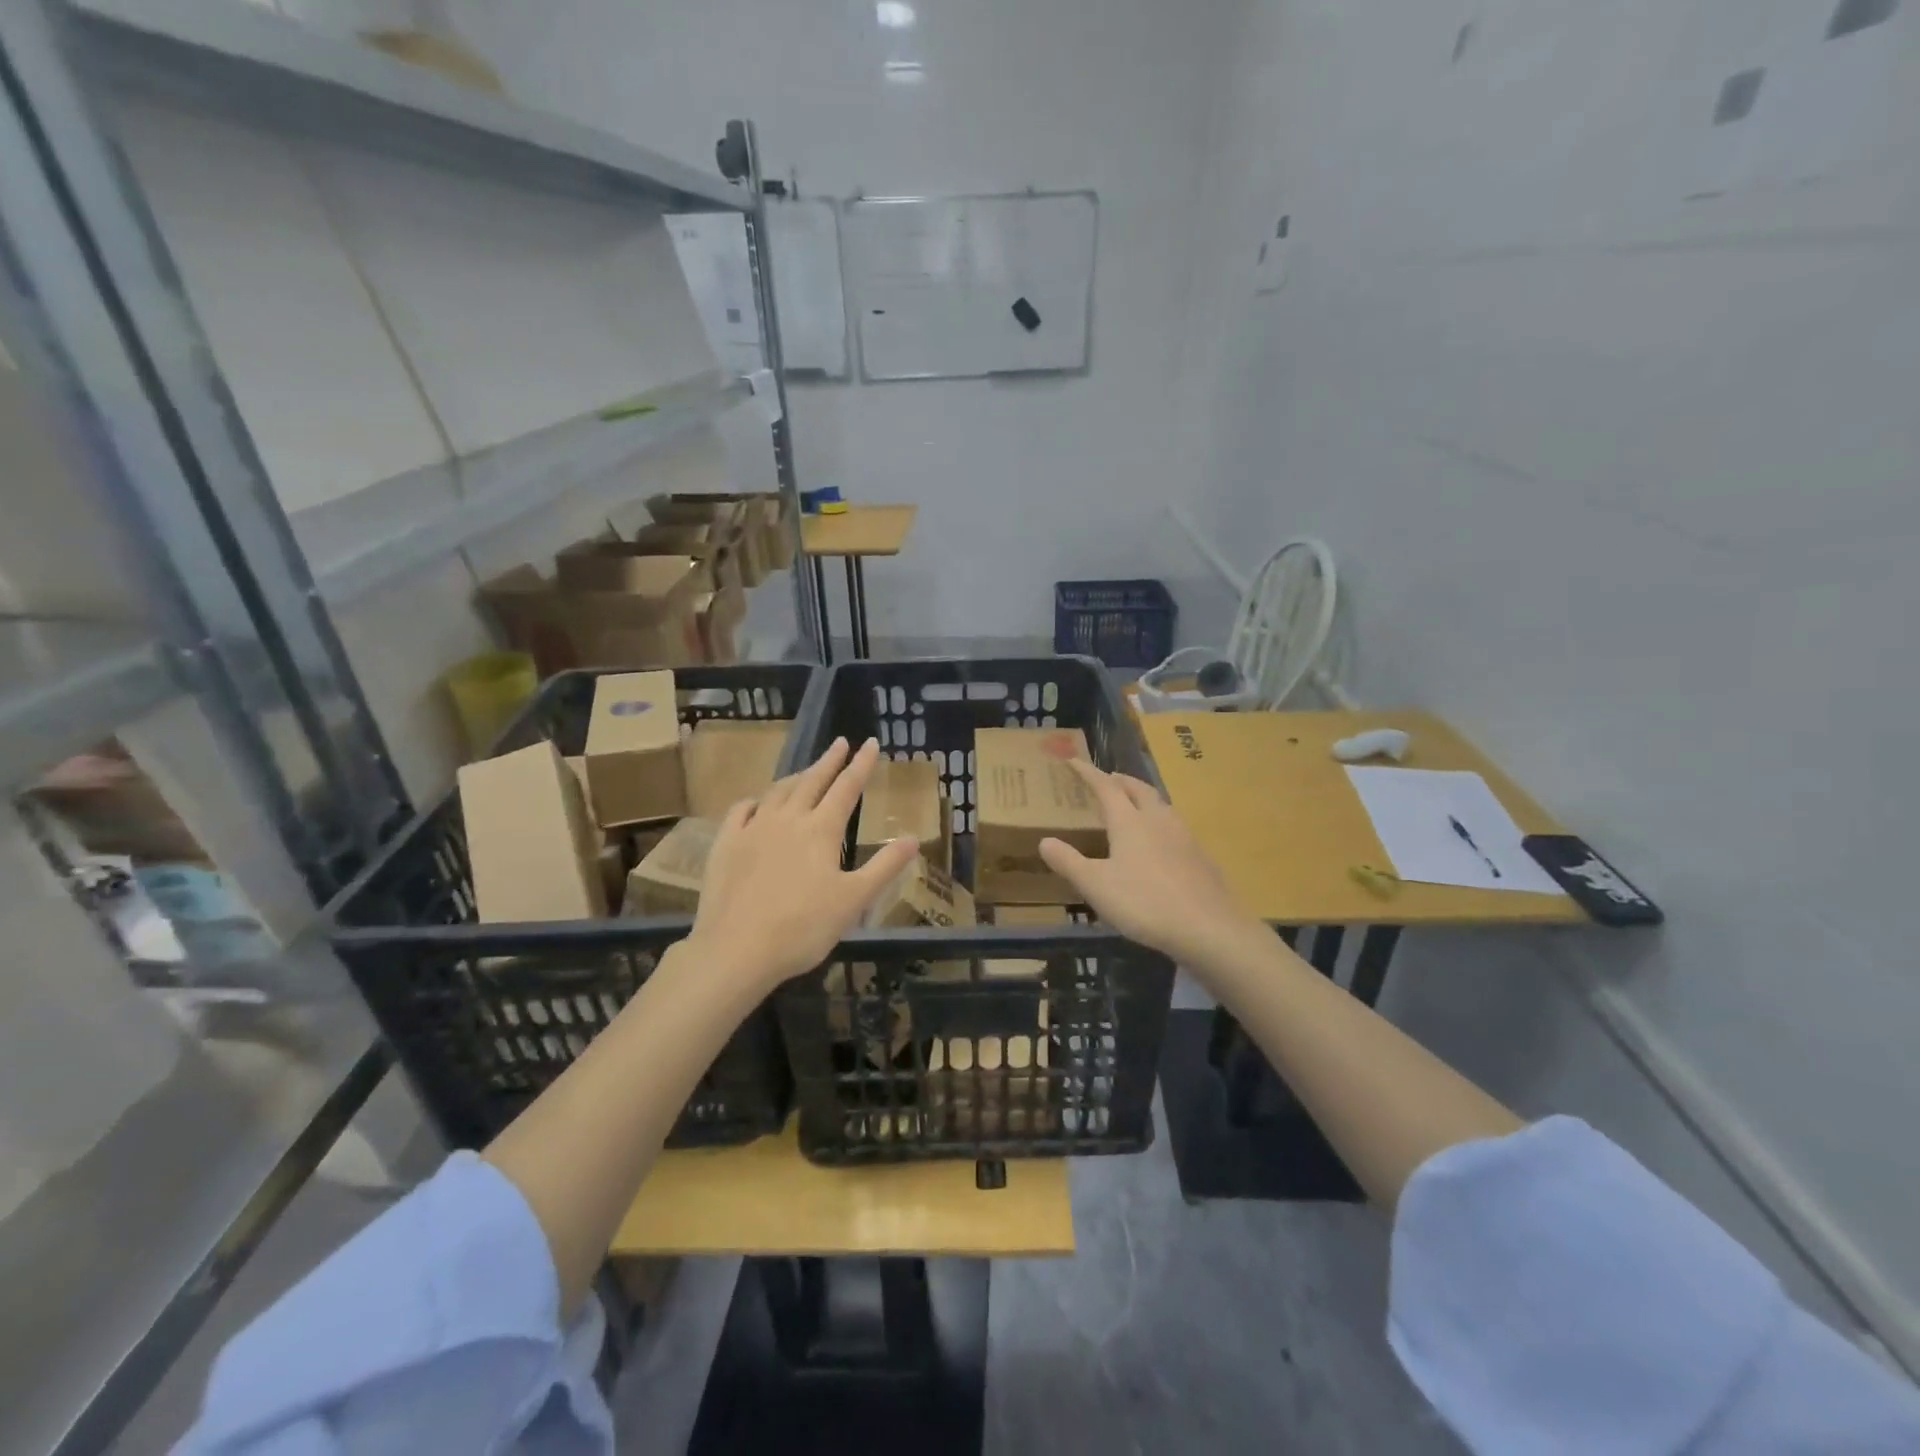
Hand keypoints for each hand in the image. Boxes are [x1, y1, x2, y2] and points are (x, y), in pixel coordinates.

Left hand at [688, 737, 919, 989]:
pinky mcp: (725, 844)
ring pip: (778, 791)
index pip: (847, 787)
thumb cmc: (803, 927)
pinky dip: (755, 800)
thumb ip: (885, 866)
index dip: (861, 764)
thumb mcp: (855, 900)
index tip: (870, 743)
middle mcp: (788, 819)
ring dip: (796, 777)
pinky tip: (757, 803)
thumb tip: (913, 838)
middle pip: (812, 781)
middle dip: (829, 760)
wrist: (736, 949)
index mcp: (822, 830)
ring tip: (806, 771)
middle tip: (840, 743)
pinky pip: (741, 810)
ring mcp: (752, 829)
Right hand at [1038, 760, 1263, 967]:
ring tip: (1134, 804)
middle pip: (1138, 789)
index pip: (1105, 787)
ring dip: (1143, 797)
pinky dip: (1160, 821)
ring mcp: (1184, 836)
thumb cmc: (1144, 903)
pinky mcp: (1200, 856)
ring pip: (1160, 805)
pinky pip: (1175, 826)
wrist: (1208, 927)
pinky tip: (1161, 841)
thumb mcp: (1096, 885)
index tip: (1074, 760)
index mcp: (1129, 822)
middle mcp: (1158, 820)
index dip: (1088, 773)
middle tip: (1108, 778)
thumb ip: (1069, 862)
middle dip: (1120, 780)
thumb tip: (1045, 841)